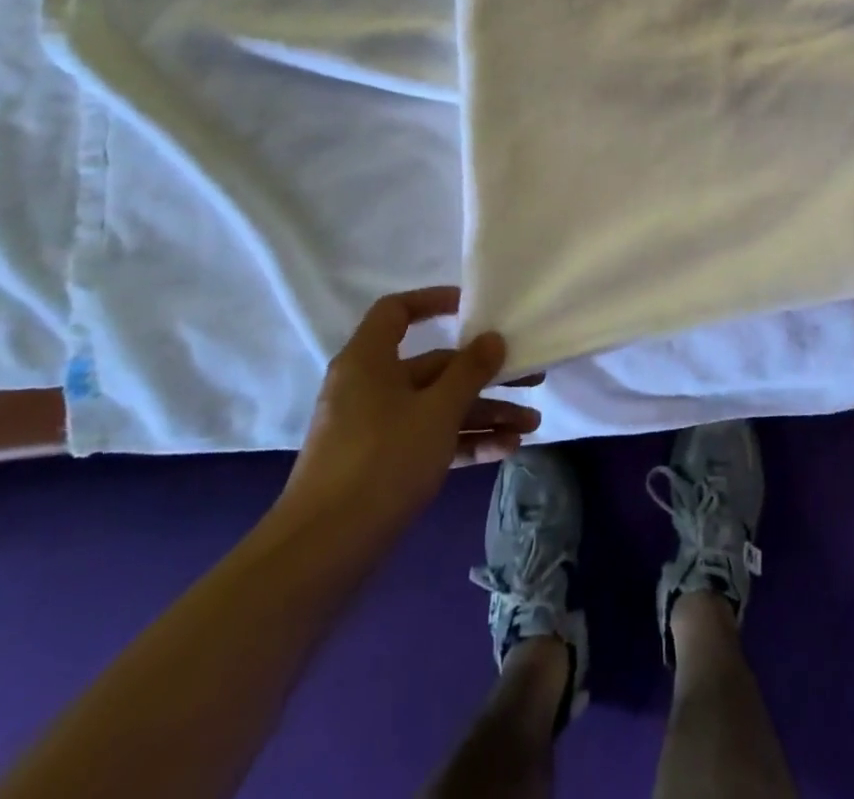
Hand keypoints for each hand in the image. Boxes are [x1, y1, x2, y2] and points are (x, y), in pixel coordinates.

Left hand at [273, 286, 541, 557]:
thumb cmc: (382, 460)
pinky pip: (430, 441)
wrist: (322, 553)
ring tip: (530, 427)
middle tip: (531, 380)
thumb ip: (470, 371)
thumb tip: (492, 338)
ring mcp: (374, 430)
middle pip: (434, 367)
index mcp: (369, 360)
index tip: (472, 307)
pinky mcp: (382, 467)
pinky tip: (506, 450)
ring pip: (437, 408)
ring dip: (484, 415)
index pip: (396, 311)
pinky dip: (465, 443)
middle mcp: (370, 388)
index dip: (433, 301)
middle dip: (485, 377)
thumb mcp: (437, 410)